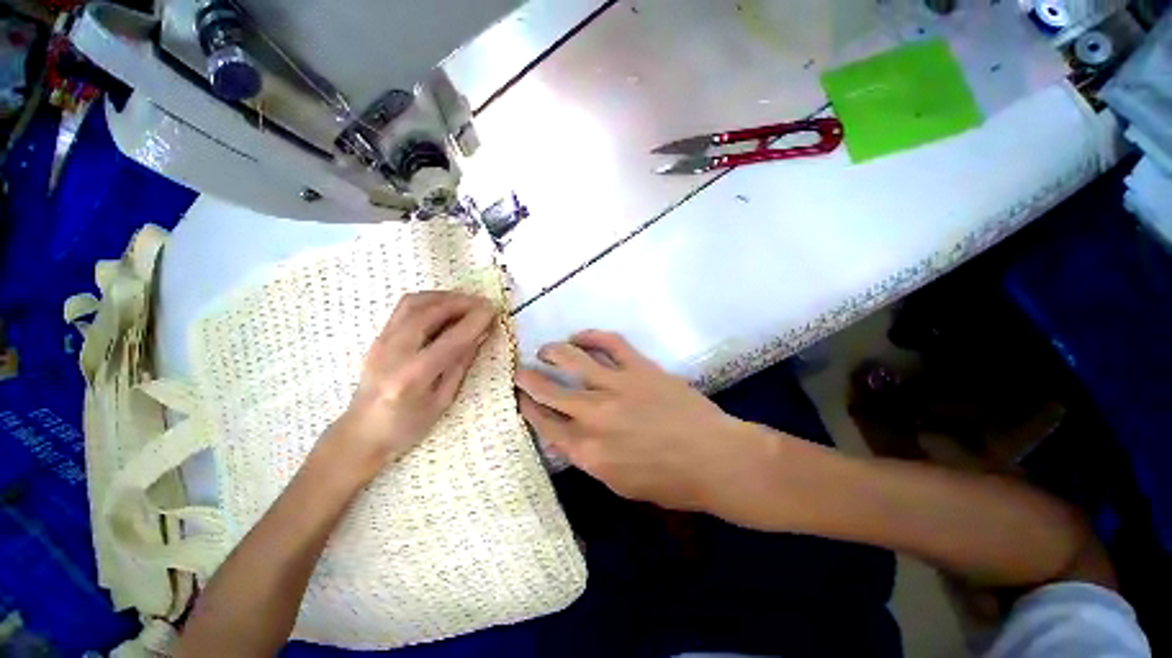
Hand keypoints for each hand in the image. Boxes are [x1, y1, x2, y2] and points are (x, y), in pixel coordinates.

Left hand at [326, 292, 496, 479]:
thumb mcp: (443, 400)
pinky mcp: (379, 335)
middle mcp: (393, 352)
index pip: (451, 340)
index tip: (494, 310)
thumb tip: (481, 334)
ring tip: (467, 303)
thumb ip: (461, 363)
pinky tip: (446, 307)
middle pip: (429, 312)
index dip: (475, 322)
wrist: (362, 431)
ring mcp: (382, 340)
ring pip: (414, 302)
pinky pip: (406, 307)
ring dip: (445, 297)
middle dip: (461, 302)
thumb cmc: (407, 425)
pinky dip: (430, 300)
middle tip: (484, 304)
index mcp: (412, 377)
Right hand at [515, 331, 773, 513]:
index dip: (527, 406)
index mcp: (586, 449)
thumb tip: (567, 436)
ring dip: (552, 350)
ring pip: (571, 358)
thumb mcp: (618, 483)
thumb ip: (588, 458)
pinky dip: (590, 335)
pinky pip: (609, 342)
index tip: (519, 396)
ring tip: (546, 349)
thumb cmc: (669, 481)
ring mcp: (616, 385)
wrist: (714, 459)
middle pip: (548, 389)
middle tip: (519, 370)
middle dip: (527, 377)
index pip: (544, 422)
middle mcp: (593, 414)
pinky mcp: (638, 366)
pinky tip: (579, 335)